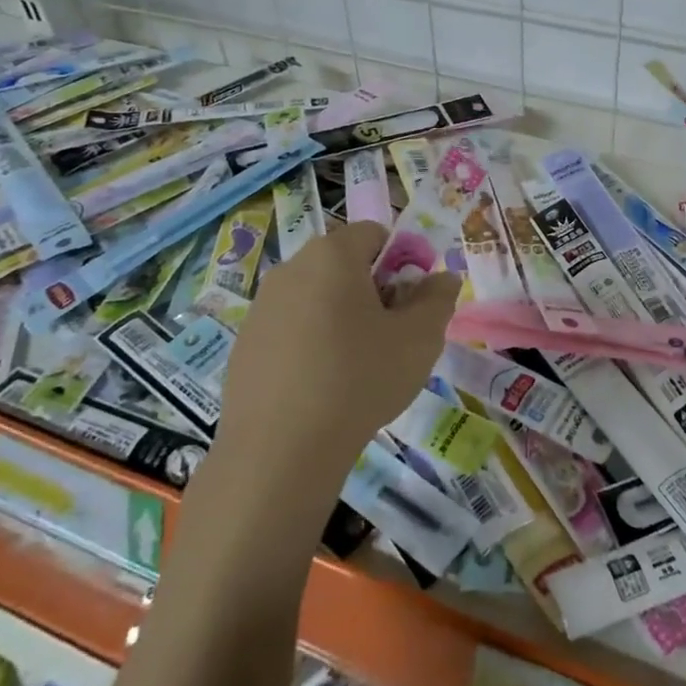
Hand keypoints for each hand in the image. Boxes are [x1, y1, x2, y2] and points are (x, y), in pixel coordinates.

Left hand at [212, 220, 459, 481]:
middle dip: (372, 291)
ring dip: (341, 318)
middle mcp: (291, 269)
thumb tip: (441, 279)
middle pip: (343, 265)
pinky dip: (310, 344)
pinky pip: (290, 329)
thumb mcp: (420, 338)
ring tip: (356, 367)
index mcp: (332, 255)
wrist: (280, 451)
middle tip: (390, 336)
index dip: (402, 261)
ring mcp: (261, 307)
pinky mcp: (244, 345)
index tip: (411, 304)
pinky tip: (320, 387)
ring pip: (316, 297)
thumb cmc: (359, 379)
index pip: (374, 233)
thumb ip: (438, 298)